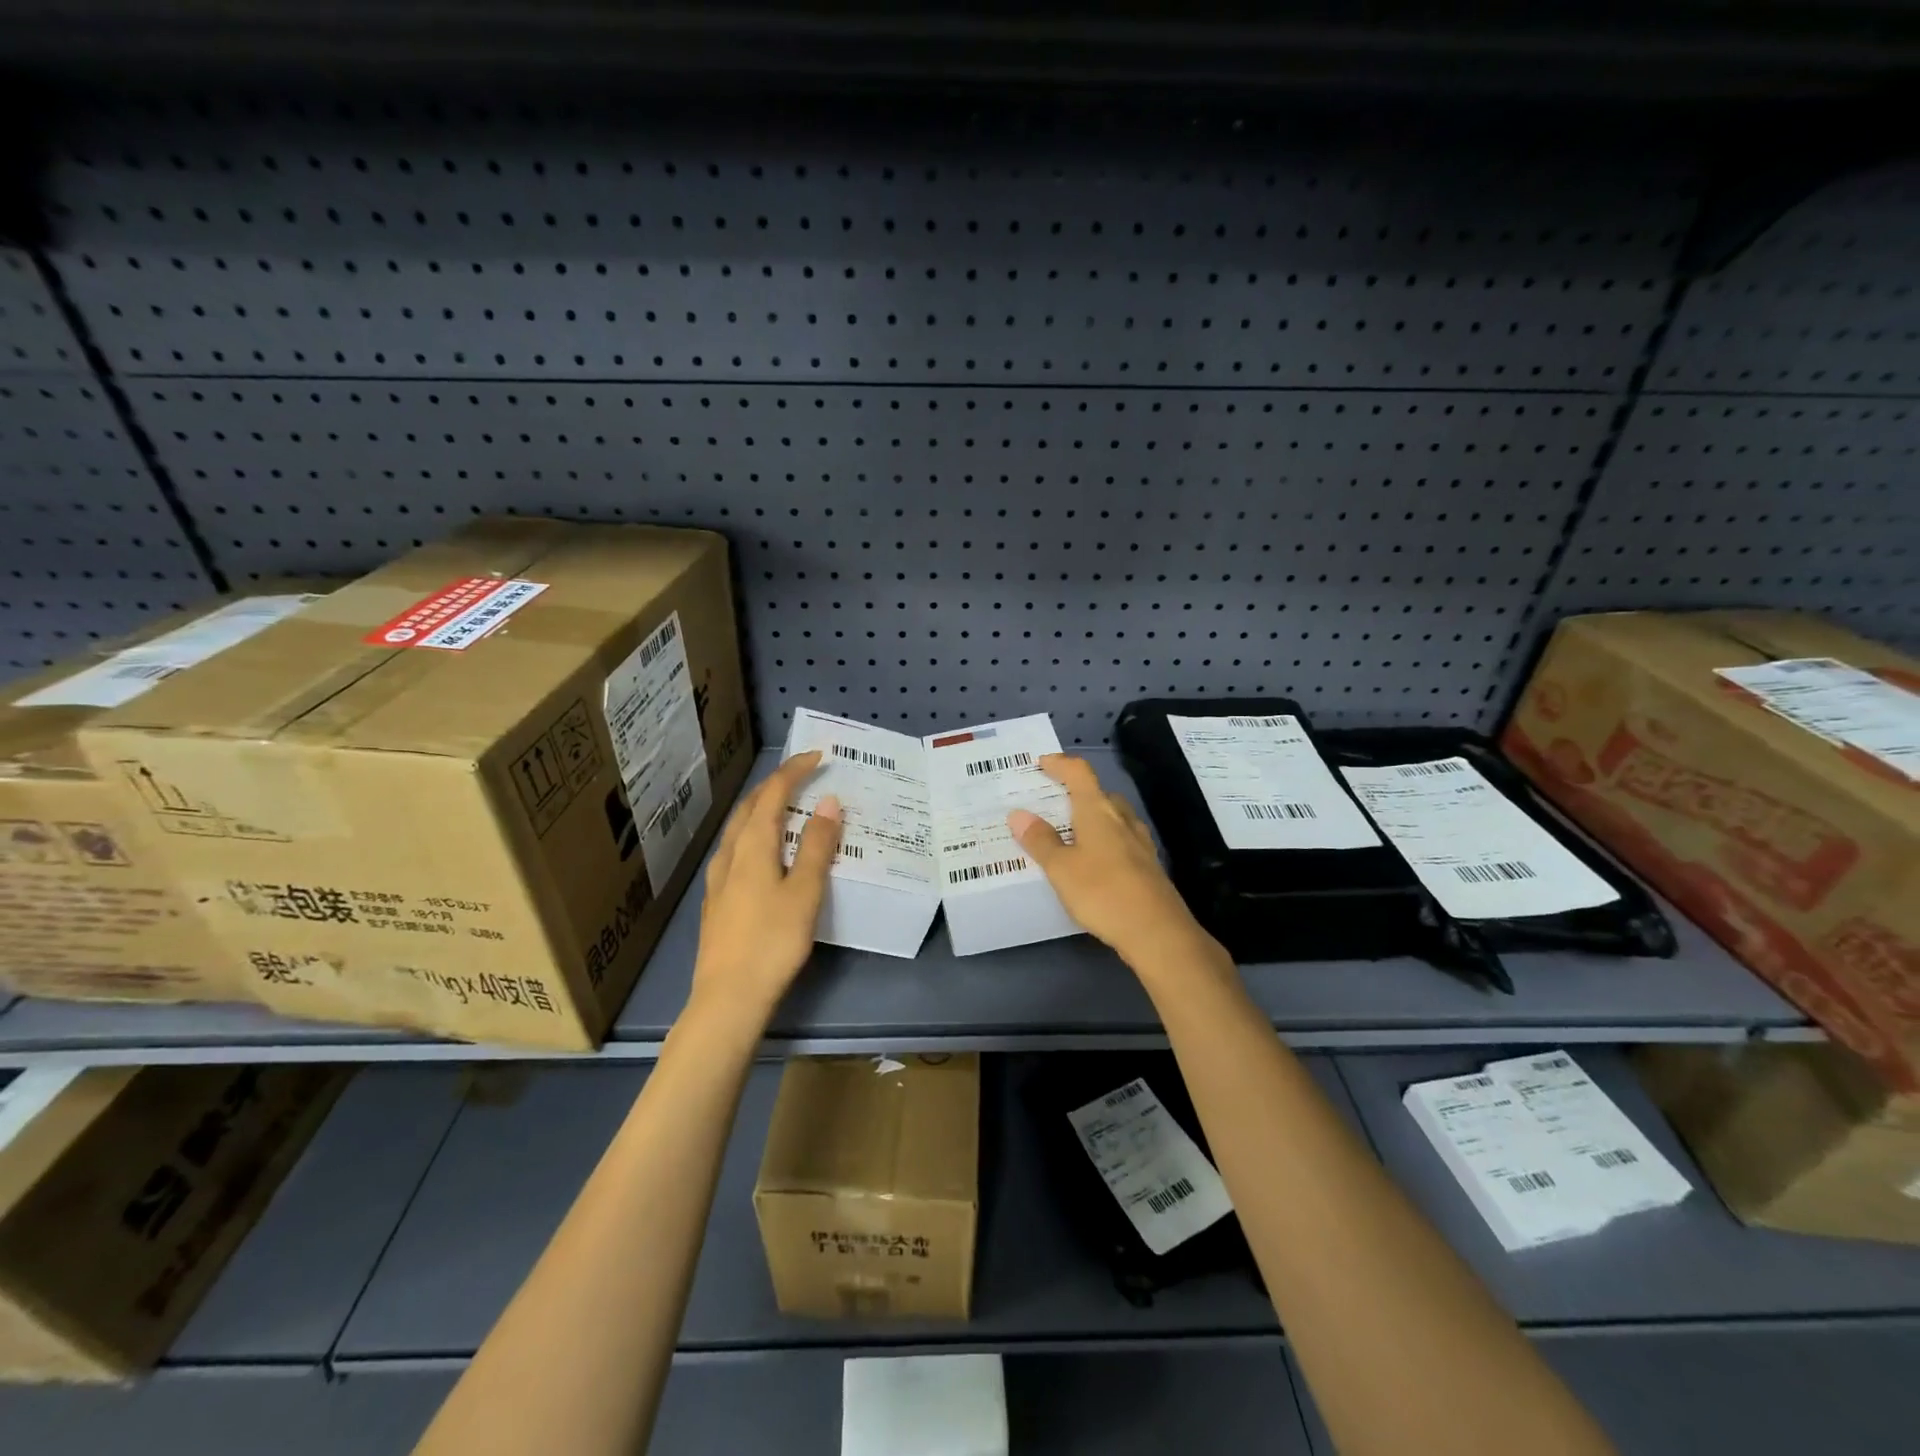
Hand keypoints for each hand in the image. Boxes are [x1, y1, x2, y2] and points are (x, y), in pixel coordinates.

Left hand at [693, 751, 841, 1016]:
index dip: (794, 771)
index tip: (818, 756)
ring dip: (762, 809)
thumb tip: (828, 803)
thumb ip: (816, 846)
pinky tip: (765, 852)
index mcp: (751, 847)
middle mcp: (730, 855)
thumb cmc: (772, 941)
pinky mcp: (717, 901)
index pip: (772, 794)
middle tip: (802, 775)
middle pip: (749, 807)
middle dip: (775, 785)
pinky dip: (755, 834)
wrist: (728, 998)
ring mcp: (718, 879)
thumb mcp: (804, 892)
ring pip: (739, 829)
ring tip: (787, 807)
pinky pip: (737, 850)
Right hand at [1007, 754, 1208, 966]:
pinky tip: (1095, 862)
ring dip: (1093, 818)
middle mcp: (1121, 819)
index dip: (1061, 764)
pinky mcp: (1148, 866)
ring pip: (1113, 818)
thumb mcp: (1061, 868)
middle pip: (1099, 794)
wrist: (1157, 931)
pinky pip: (1122, 841)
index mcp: (1098, 810)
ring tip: (1070, 832)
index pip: (1080, 773)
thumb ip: (1040, 840)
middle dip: (1077, 793)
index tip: (1042, 764)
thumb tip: (1019, 814)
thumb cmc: (1102, 892)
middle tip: (1052, 804)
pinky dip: (1105, 841)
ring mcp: (1139, 842)